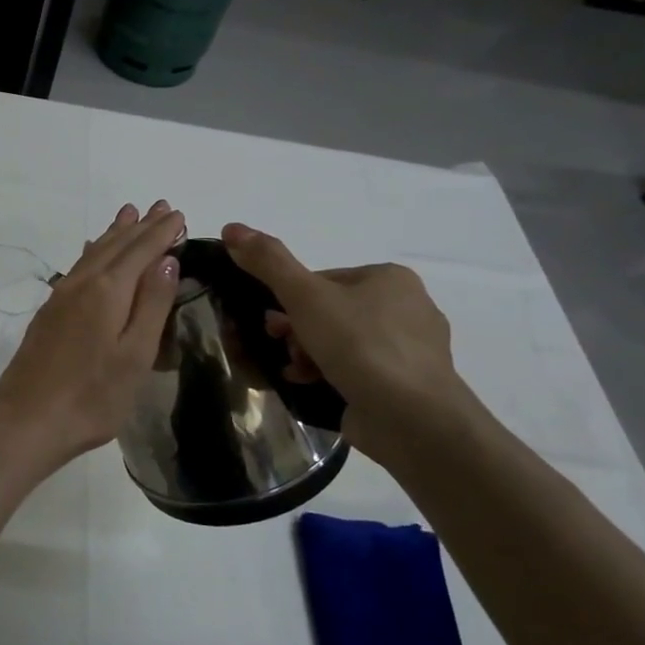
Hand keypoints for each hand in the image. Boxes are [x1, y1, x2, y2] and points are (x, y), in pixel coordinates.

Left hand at [0, 201, 184, 470]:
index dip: (161, 232)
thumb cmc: (92, 396)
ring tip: (128, 214)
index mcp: (108, 291)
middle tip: (160, 206)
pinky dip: (94, 252)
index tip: (179, 215)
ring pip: (94, 253)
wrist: (27, 419)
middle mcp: (82, 284)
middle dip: (140, 226)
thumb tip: (166, 258)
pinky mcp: (49, 312)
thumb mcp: (135, 354)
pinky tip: (93, 252)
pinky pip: (78, 267)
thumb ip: (151, 304)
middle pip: (116, 246)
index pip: (141, 251)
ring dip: (114, 233)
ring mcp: (61, 297)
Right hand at [220, 222, 465, 457]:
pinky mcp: (408, 385)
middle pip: (330, 311)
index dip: (290, 300)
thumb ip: (268, 262)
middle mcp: (408, 307)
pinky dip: (331, 375)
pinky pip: (358, 371)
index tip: (272, 323)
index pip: (323, 280)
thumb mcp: (304, 296)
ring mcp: (411, 350)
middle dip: (298, 330)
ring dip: (309, 354)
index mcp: (390, 278)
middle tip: (280, 346)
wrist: (412, 417)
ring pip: (342, 342)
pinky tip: (313, 386)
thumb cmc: (360, 345)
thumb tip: (232, 228)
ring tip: (295, 370)